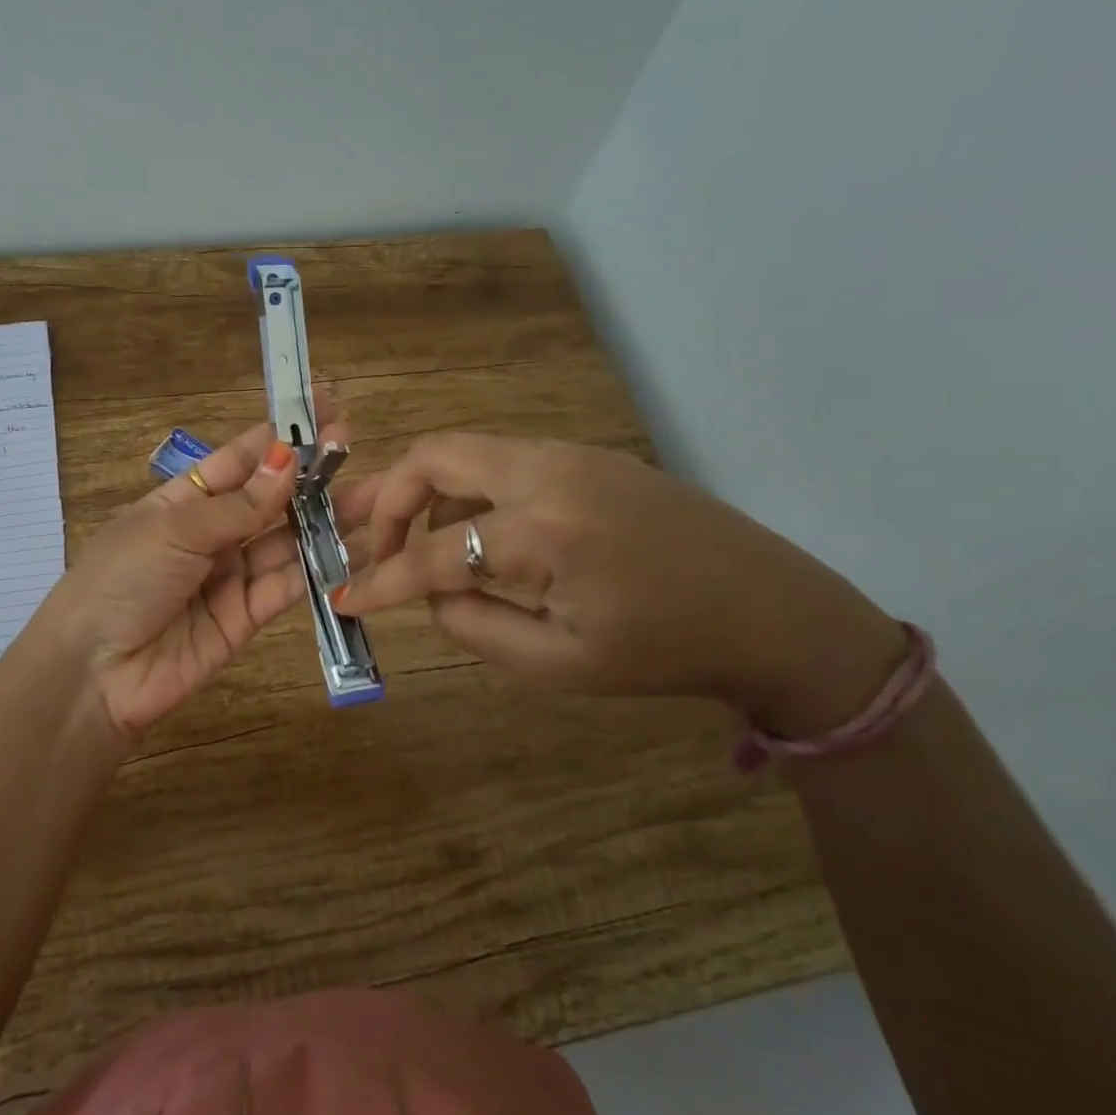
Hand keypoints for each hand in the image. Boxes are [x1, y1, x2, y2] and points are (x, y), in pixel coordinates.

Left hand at [46, 418, 346, 736]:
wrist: (94, 673)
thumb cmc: (122, 579)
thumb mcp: (175, 530)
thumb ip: (238, 505)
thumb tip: (289, 462)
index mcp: (182, 500)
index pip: (239, 459)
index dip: (280, 435)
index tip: (323, 408)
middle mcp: (211, 533)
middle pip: (269, 498)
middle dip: (311, 474)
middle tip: (355, 448)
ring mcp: (230, 575)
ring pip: (286, 539)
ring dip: (326, 517)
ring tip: (374, 494)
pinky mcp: (247, 616)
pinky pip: (288, 584)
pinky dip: (321, 567)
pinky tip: (356, 546)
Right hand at [330, 433, 904, 730]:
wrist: (770, 611)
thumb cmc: (666, 652)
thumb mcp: (559, 664)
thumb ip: (473, 627)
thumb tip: (429, 595)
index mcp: (545, 532)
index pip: (433, 552)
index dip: (382, 580)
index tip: (345, 597)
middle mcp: (548, 472)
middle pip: (434, 456)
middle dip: (388, 501)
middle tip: (373, 546)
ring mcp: (570, 454)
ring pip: (465, 450)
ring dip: (427, 492)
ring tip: (420, 544)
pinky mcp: (585, 455)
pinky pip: (501, 460)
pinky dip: (468, 489)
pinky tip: (477, 531)